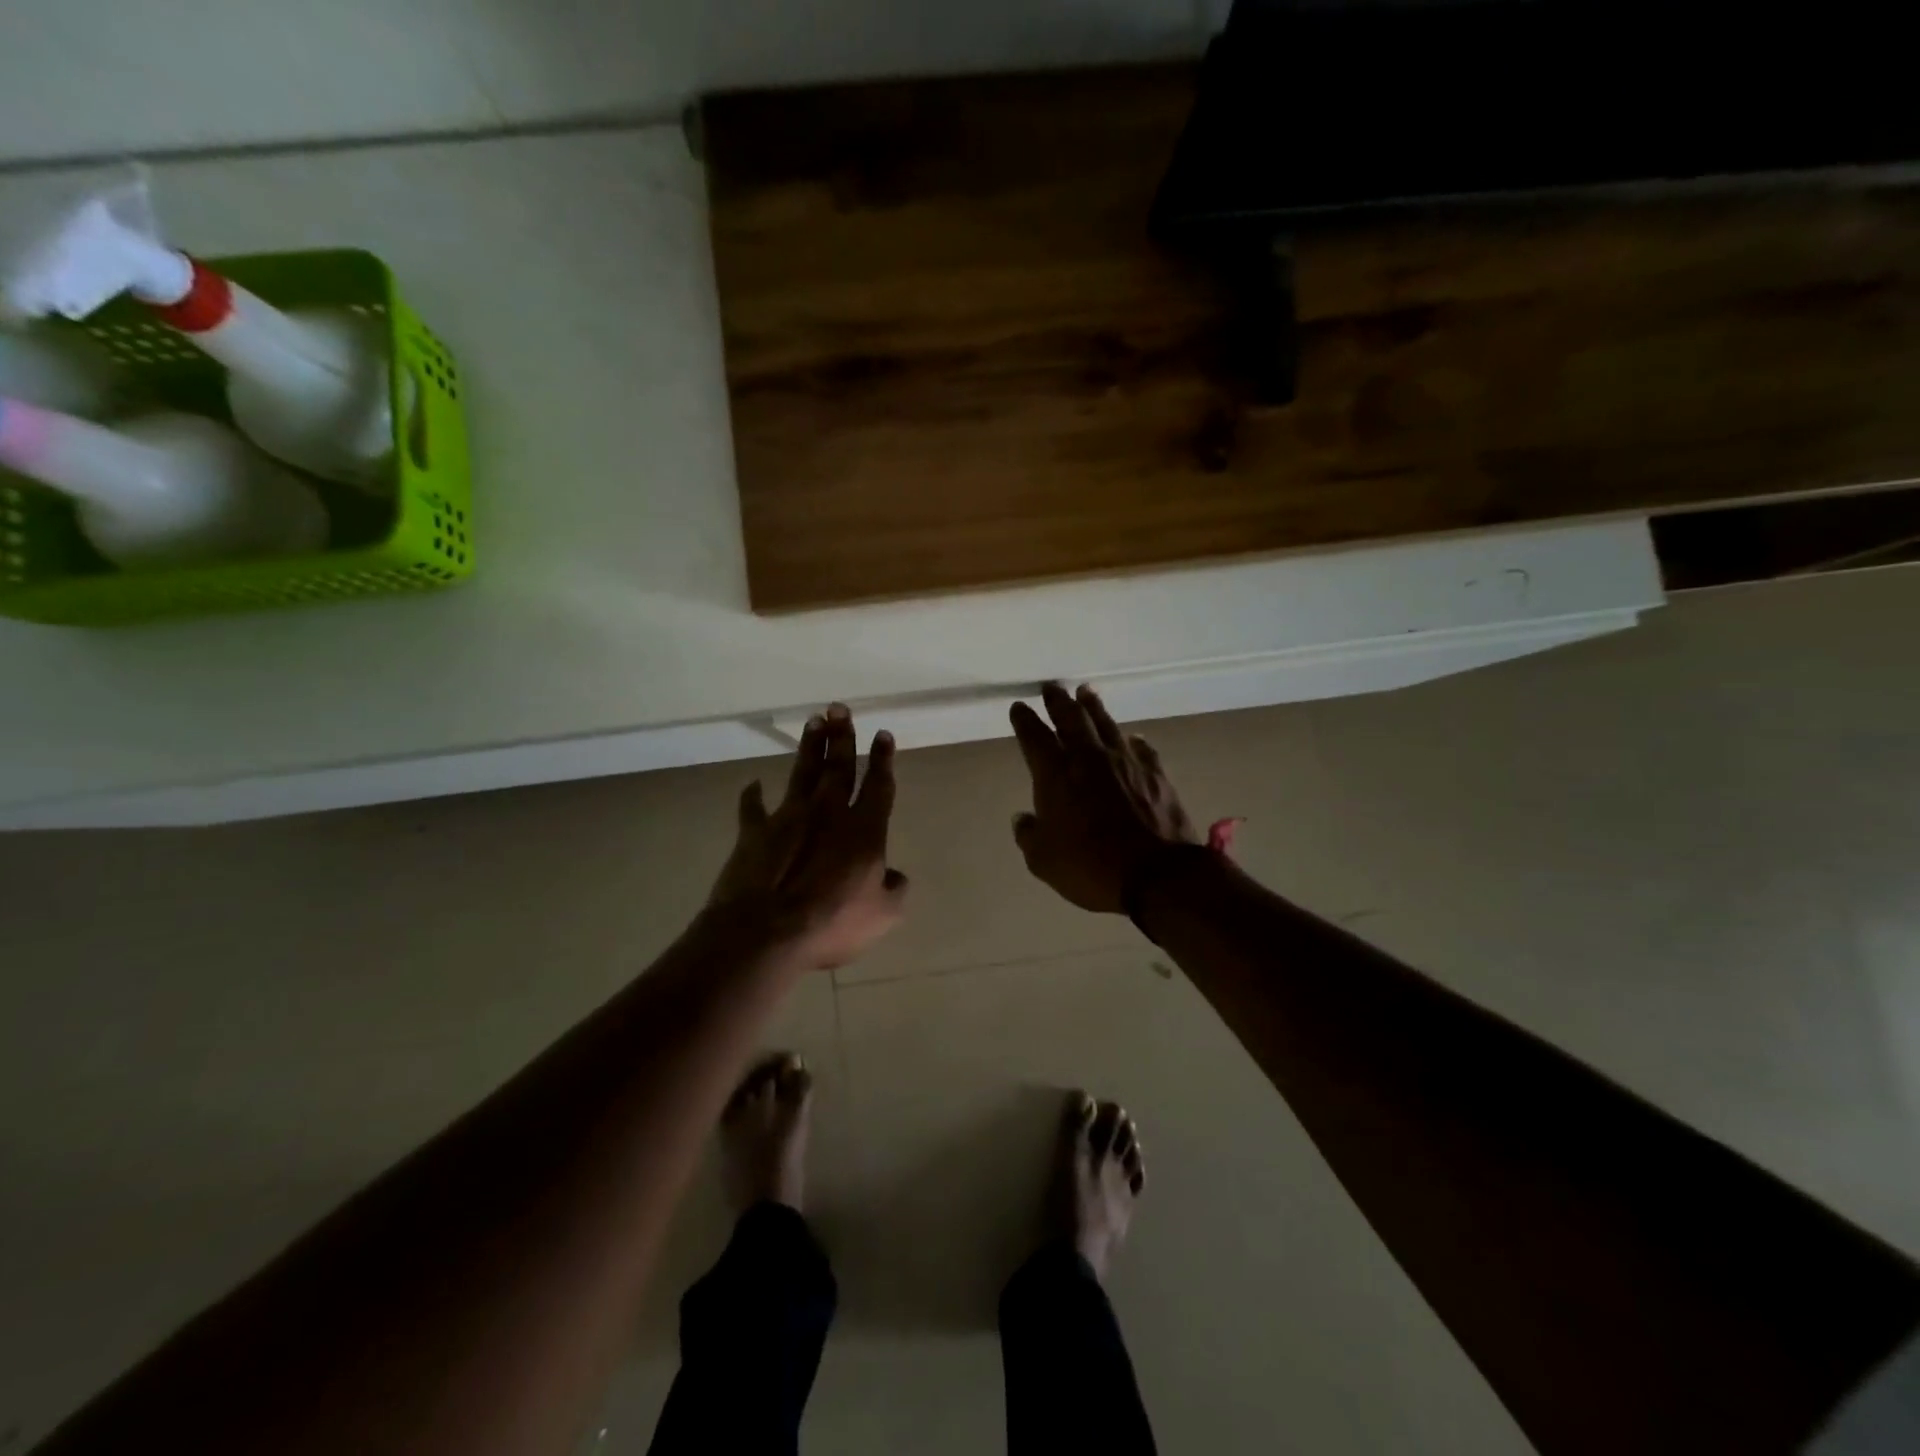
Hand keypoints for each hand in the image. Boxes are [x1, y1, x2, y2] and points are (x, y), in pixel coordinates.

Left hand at [709, 704, 908, 968]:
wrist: (765, 931)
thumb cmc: (831, 922)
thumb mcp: (882, 915)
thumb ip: (894, 890)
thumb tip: (895, 875)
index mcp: (864, 829)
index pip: (877, 785)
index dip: (882, 759)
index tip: (882, 734)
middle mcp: (828, 813)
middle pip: (838, 766)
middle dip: (843, 736)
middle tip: (840, 708)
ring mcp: (788, 818)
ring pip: (803, 773)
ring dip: (809, 747)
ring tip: (814, 721)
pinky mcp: (754, 833)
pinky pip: (752, 809)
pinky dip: (752, 796)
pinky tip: (753, 784)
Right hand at [1010, 682, 1197, 913]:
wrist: (1157, 874)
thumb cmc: (1091, 867)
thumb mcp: (1044, 861)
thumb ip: (1029, 835)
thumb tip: (1023, 819)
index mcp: (1056, 775)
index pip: (1034, 737)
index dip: (1024, 720)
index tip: (1018, 707)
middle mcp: (1089, 758)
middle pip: (1071, 719)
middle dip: (1058, 701)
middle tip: (1051, 687)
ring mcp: (1125, 762)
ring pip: (1106, 724)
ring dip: (1093, 706)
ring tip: (1086, 692)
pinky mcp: (1155, 773)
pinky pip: (1141, 748)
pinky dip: (1132, 740)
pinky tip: (1132, 737)